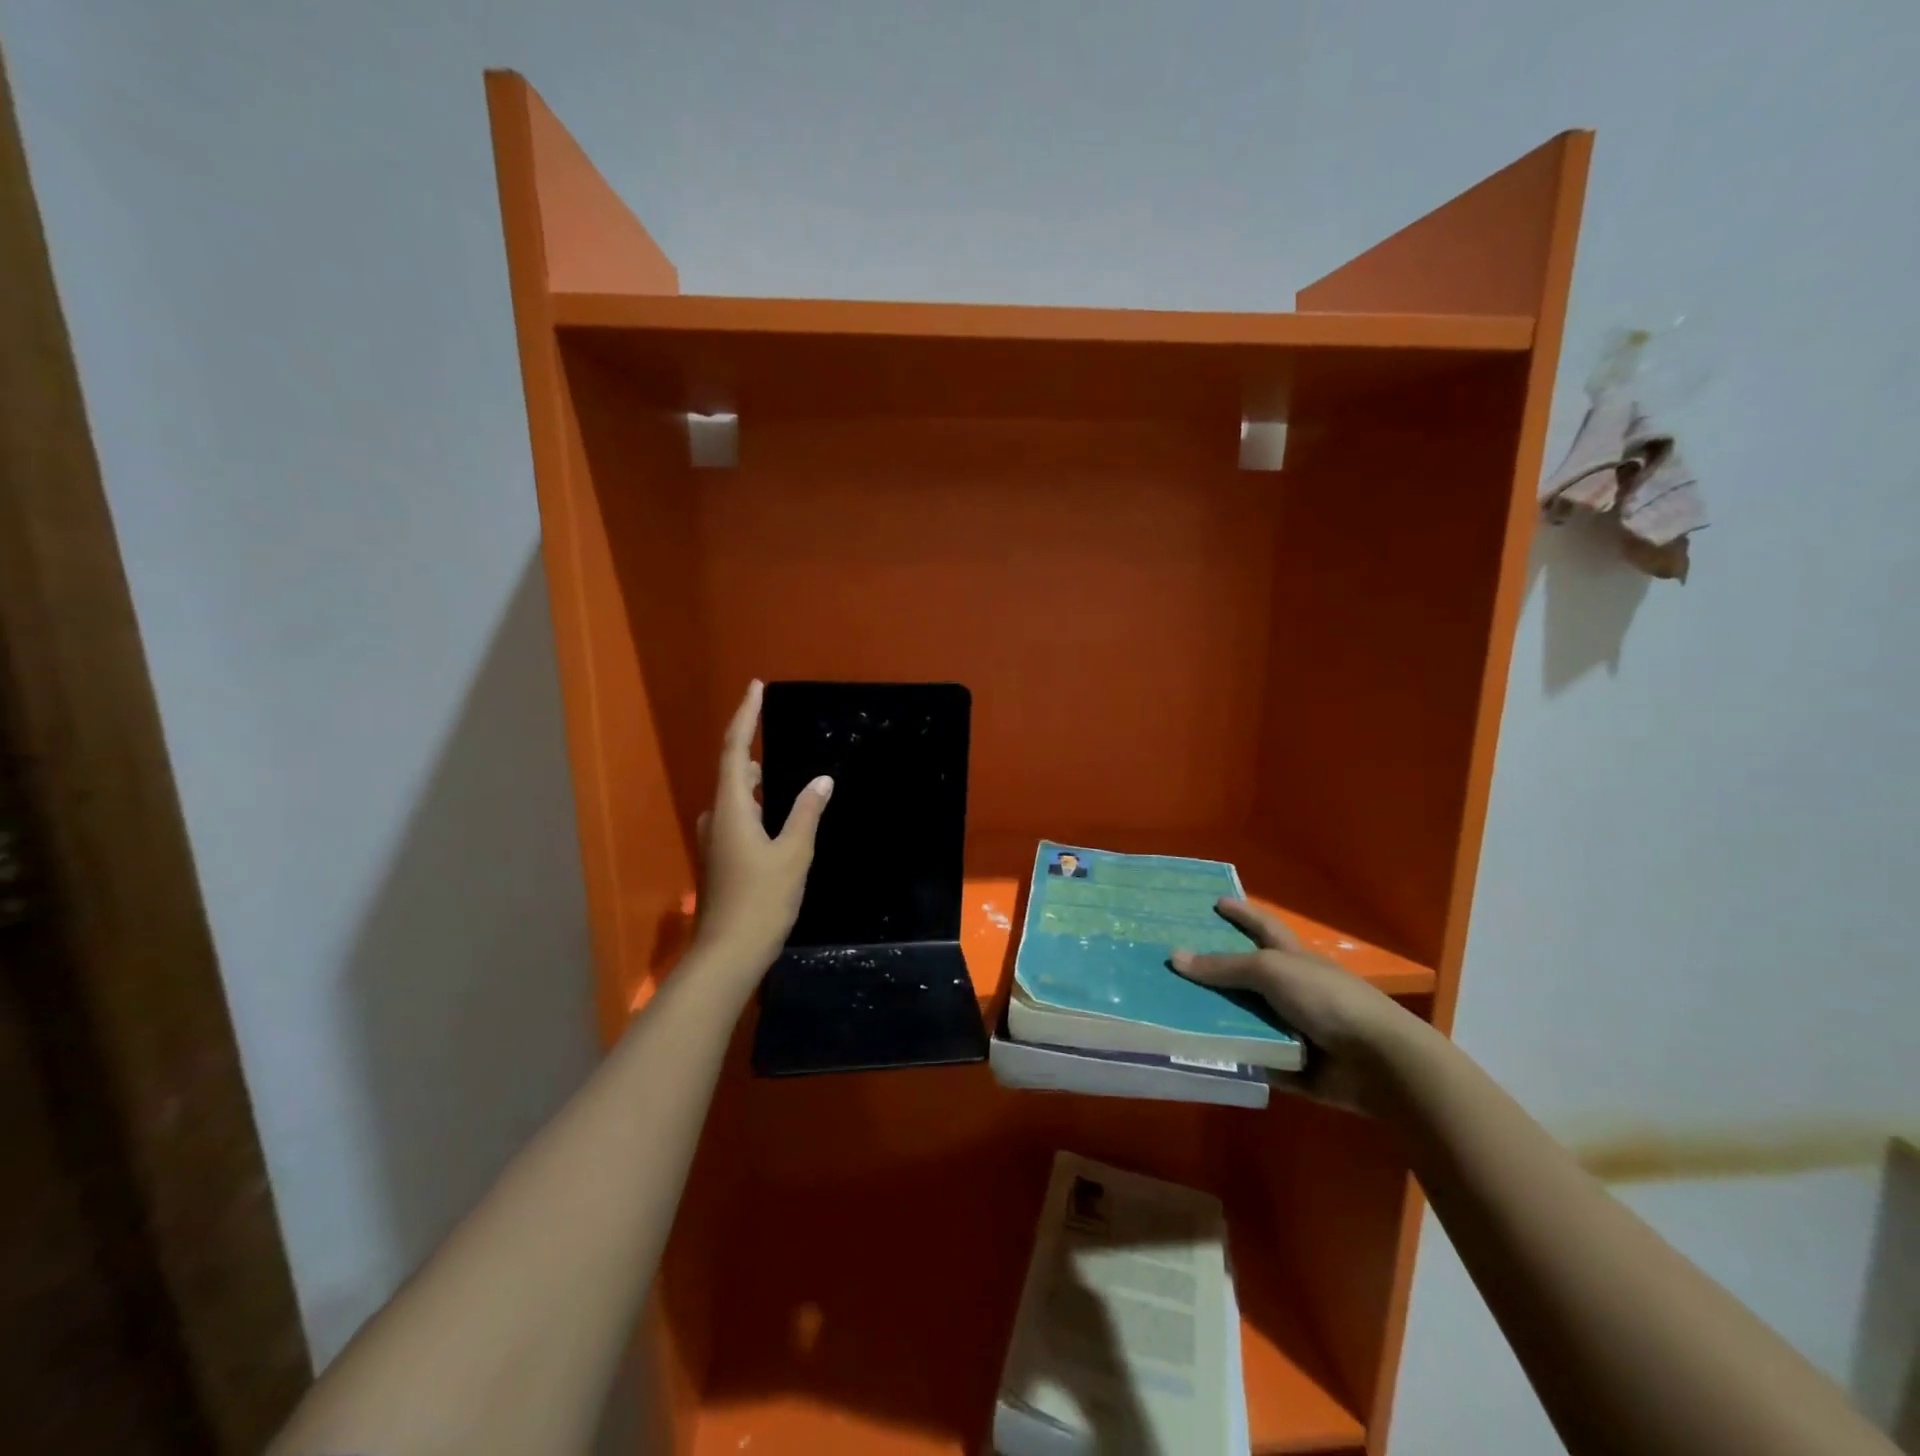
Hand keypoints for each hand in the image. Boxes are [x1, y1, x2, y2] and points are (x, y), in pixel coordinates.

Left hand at [689, 681, 832, 984]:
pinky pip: (737, 817)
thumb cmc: (762, 900)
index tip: (756, 687)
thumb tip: (821, 780)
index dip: (745, 715)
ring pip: (735, 797)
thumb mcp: (793, 853)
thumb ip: (806, 812)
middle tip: (778, 734)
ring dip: (754, 781)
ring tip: (784, 777)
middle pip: (732, 771)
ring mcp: (715, 841)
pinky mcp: (720, 859)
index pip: (735, 749)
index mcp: (731, 808)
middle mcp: (717, 818)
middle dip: (752, 748)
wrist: (728, 955)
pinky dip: (756, 806)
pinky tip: (777, 819)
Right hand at [1172, 899, 1423, 1113]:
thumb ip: (1223, 967)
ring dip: (1214, 1018)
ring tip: (1170, 1011)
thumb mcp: (1270, 971)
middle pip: (1245, 977)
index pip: (1262, 927)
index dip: (1242, 913)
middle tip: (1172, 965)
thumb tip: (1175, 957)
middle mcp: (1290, 991)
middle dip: (1213, 971)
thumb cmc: (1327, 1000)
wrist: (1378, 1063)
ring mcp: (1291, 1028)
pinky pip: (1251, 1057)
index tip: (1216, 902)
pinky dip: (1230, 1056)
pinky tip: (1195, 1053)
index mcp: (1292, 959)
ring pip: (1244, 1019)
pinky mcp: (1290, 1065)